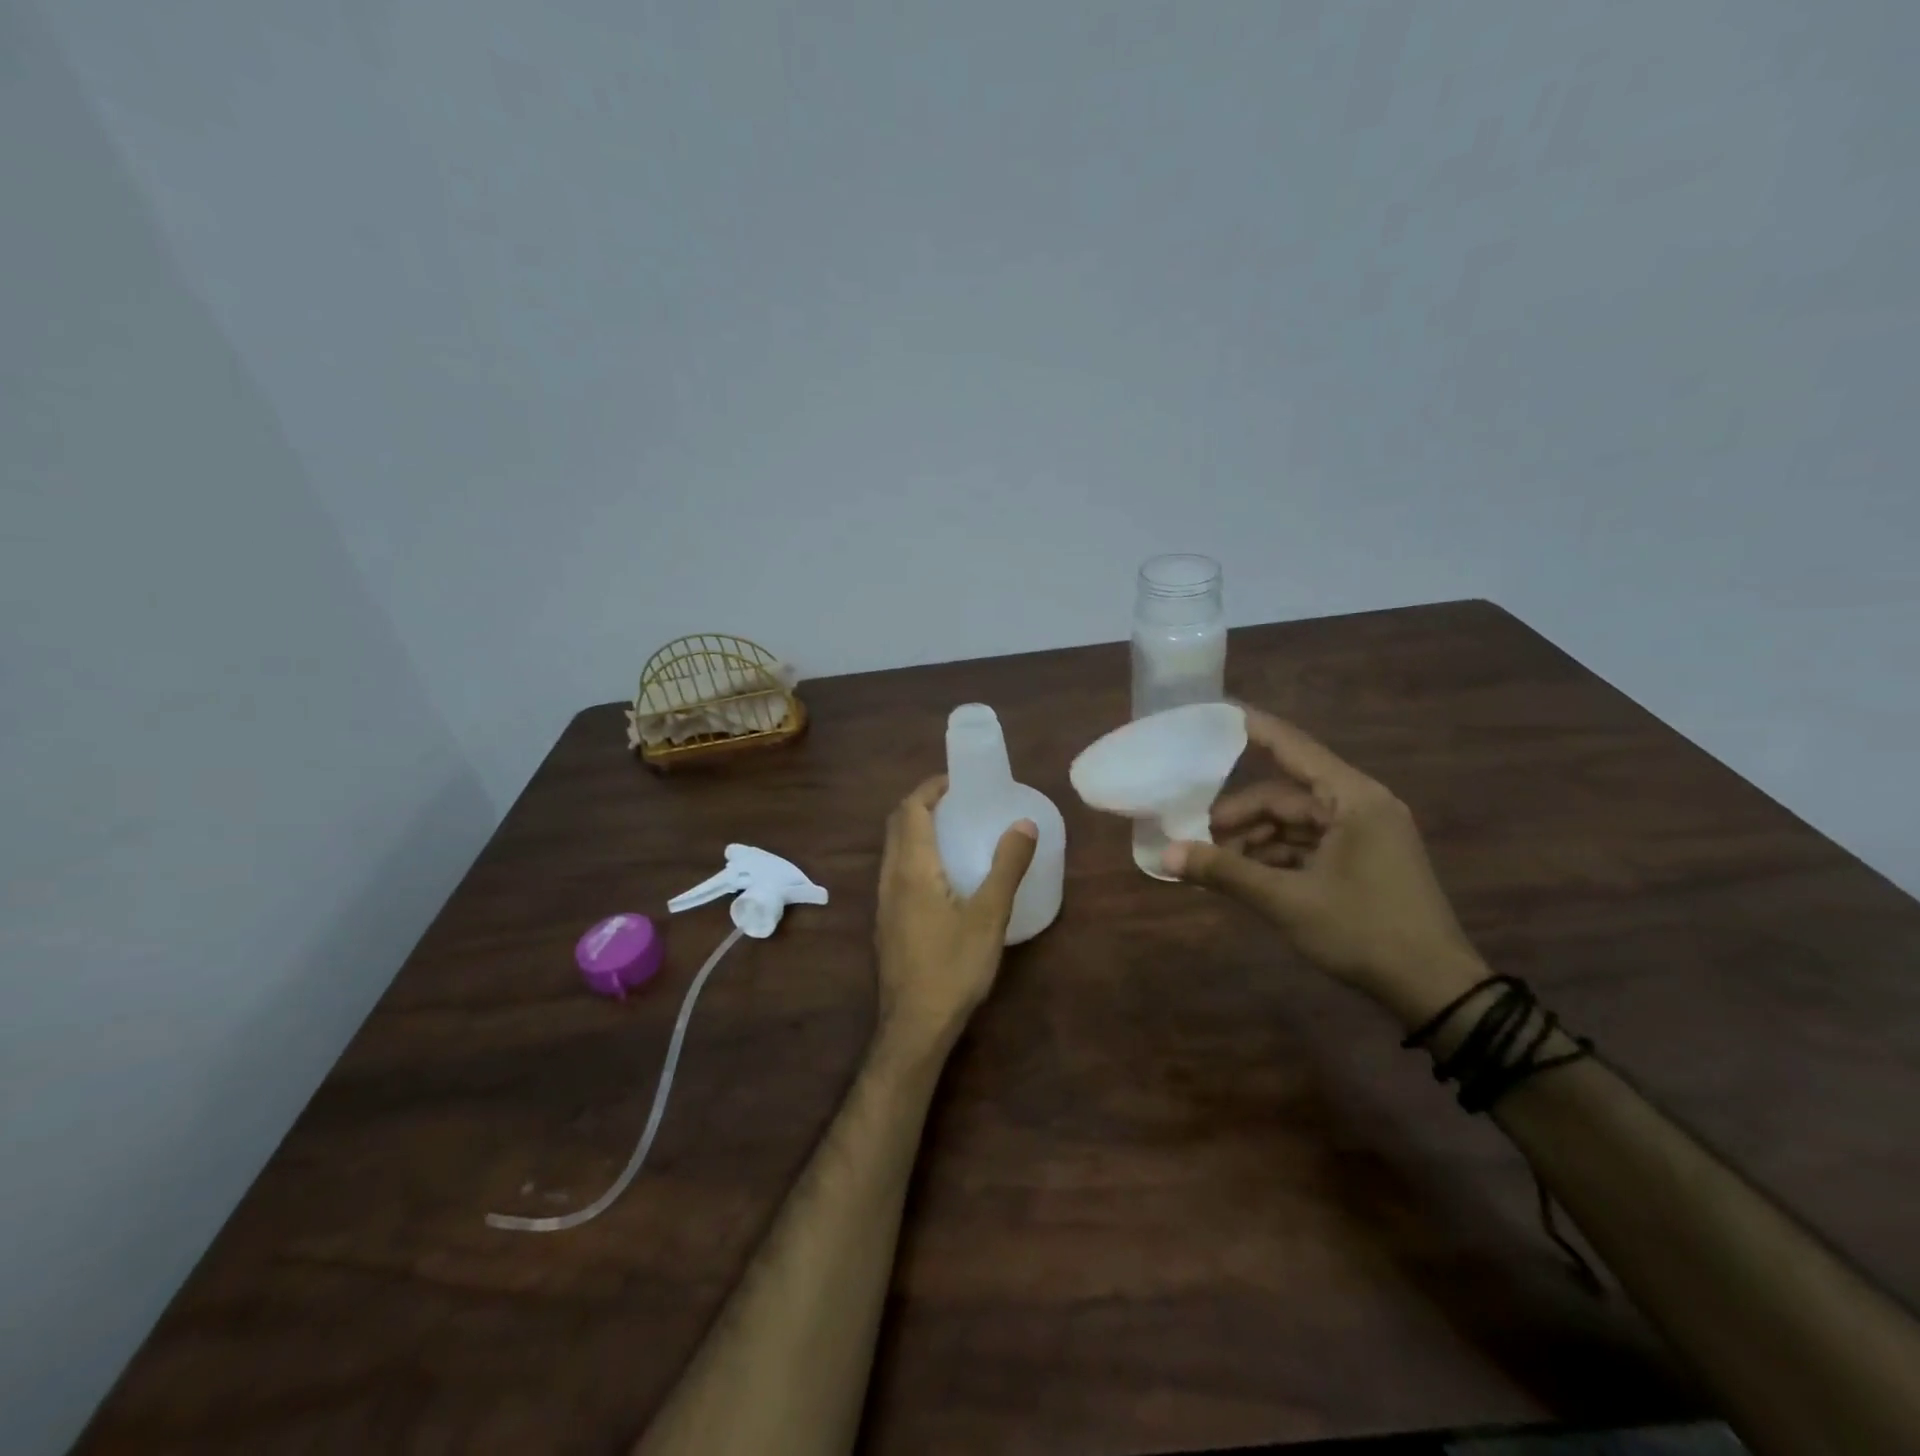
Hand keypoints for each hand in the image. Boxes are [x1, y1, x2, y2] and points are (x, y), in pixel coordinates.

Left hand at [874, 776, 1037, 1054]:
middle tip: (960, 801)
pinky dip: (916, 854)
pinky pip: (897, 871)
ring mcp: (884, 902)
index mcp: (911, 869)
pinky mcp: (887, 922)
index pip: (911, 810)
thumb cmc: (953, 967)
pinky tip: (944, 875)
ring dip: (918, 829)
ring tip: (955, 831)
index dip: (931, 788)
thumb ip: (1006, 867)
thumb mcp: (989, 916)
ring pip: (895, 849)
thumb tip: (1024, 822)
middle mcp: (890, 878)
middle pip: (898, 825)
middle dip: (924, 804)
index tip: (959, 780)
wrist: (915, 1026)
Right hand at [1162, 710, 1485, 1026]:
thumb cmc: (1363, 931)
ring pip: (1294, 824)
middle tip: (1196, 835)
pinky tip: (1244, 876)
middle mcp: (1361, 806)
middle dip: (1240, 816)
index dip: (1254, 730)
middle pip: (1286, 796)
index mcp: (1353, 799)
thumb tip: (1166, 856)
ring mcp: (1365, 836)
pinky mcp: (1363, 862)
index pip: (1294, 748)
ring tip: (1214, 863)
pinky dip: (1276, 857)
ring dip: (1254, 840)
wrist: (1436, 991)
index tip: (1216, 714)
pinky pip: (1308, 846)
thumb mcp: (1287, 901)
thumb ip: (1225, 873)